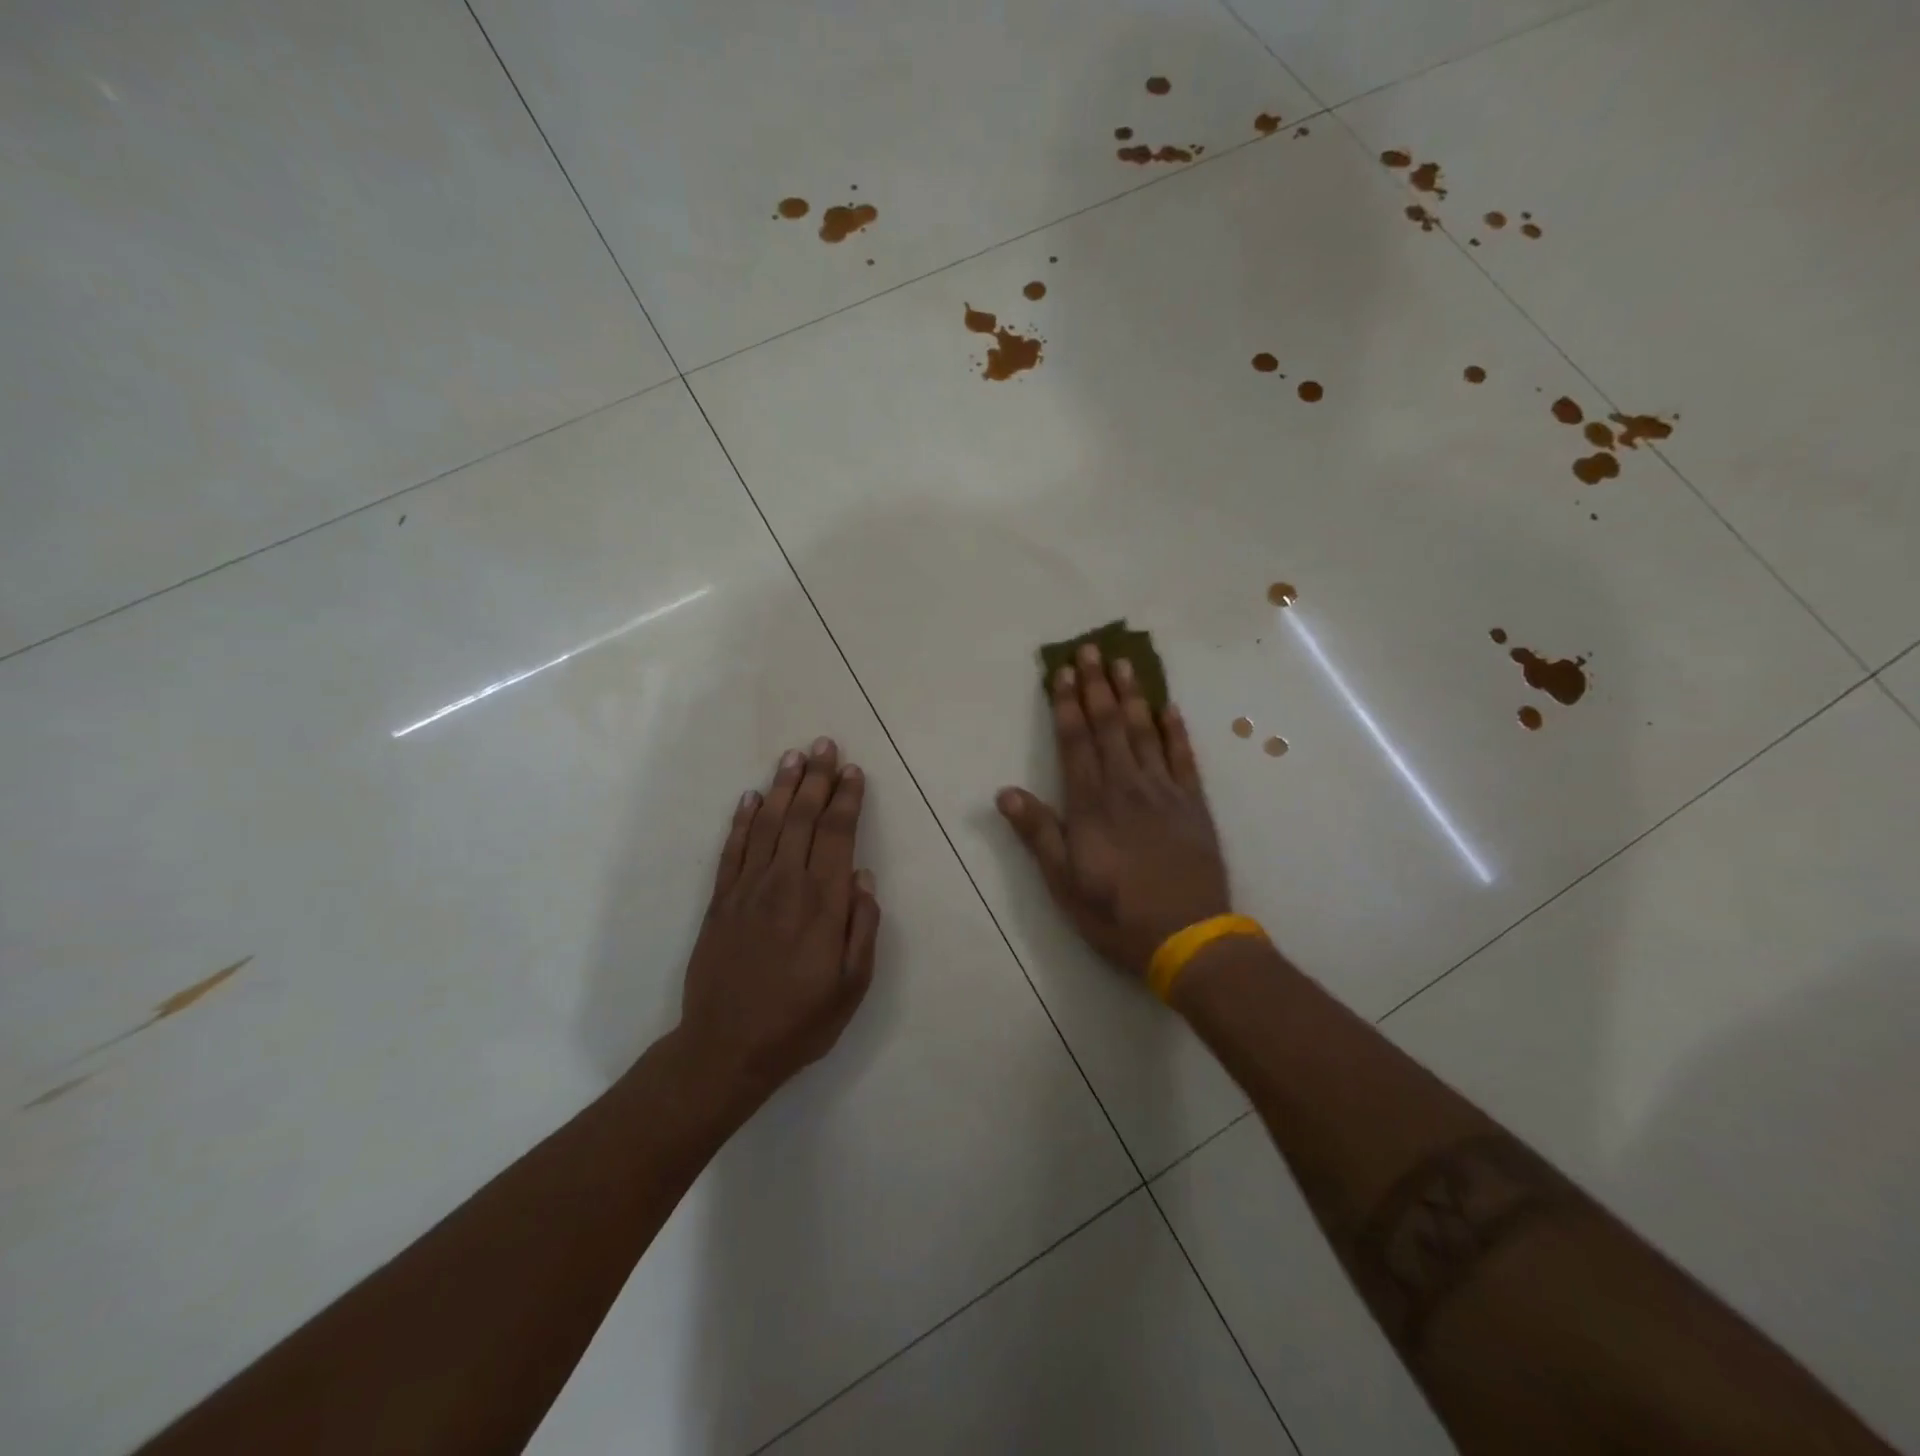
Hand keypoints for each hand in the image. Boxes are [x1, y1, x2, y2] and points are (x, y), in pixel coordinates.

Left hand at [676, 738, 880, 1104]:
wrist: (726, 1049)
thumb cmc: (799, 1021)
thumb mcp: (852, 985)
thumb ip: (862, 927)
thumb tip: (863, 876)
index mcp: (823, 903)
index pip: (838, 835)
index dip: (846, 799)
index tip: (853, 771)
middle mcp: (786, 884)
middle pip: (804, 818)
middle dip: (817, 778)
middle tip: (825, 745)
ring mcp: (748, 889)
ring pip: (769, 823)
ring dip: (783, 787)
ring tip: (794, 756)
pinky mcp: (720, 900)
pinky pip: (733, 848)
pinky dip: (744, 819)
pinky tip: (752, 797)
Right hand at [997, 643, 1231, 979]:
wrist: (1189, 937)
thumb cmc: (1116, 914)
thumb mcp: (1064, 882)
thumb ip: (1037, 833)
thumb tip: (1004, 792)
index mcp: (1091, 805)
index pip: (1075, 742)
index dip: (1066, 705)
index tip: (1062, 671)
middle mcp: (1126, 787)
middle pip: (1109, 726)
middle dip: (1097, 686)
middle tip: (1092, 648)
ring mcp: (1164, 792)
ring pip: (1145, 732)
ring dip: (1133, 696)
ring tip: (1125, 664)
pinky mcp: (1194, 805)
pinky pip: (1184, 758)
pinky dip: (1175, 731)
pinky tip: (1170, 708)